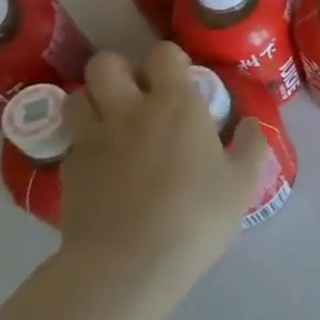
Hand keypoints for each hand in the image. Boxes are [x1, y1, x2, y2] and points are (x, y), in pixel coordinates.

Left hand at [59, 43, 266, 294]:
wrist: (127, 266)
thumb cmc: (195, 216)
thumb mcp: (241, 183)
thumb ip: (250, 146)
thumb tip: (251, 123)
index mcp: (175, 103)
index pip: (163, 53)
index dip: (169, 59)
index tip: (179, 77)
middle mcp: (129, 109)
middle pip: (106, 63)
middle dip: (118, 70)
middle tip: (136, 93)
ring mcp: (92, 139)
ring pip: (77, 95)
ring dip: (92, 100)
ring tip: (110, 121)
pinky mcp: (68, 171)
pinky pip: (71, 140)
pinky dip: (83, 143)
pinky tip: (100, 164)